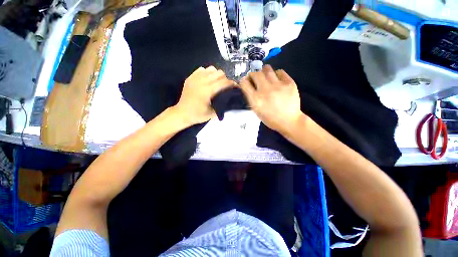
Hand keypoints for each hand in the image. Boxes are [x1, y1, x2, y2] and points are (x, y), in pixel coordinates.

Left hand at [174, 66, 234, 124]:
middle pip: (219, 73)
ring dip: (216, 75)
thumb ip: (223, 105)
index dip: (232, 84)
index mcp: (208, 91)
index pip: (224, 82)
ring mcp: (195, 78)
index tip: (236, 87)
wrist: (182, 113)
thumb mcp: (213, 113)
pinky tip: (207, 81)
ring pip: (211, 69)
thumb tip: (231, 99)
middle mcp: (202, 81)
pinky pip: (202, 69)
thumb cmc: (198, 115)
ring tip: (216, 83)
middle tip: (225, 87)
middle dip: (225, 79)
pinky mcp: (190, 78)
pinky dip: (207, 73)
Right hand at [240, 65, 302, 133]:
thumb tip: (249, 86)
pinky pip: (280, 72)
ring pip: (267, 69)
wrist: (289, 121)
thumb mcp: (257, 111)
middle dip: (253, 75)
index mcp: (256, 99)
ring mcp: (278, 86)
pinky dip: (276, 74)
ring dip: (264, 71)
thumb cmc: (270, 119)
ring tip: (266, 76)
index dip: (244, 81)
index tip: (246, 82)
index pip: (244, 83)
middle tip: (256, 78)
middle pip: (255, 74)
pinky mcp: (289, 83)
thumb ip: (252, 98)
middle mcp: (265, 90)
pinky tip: (277, 80)